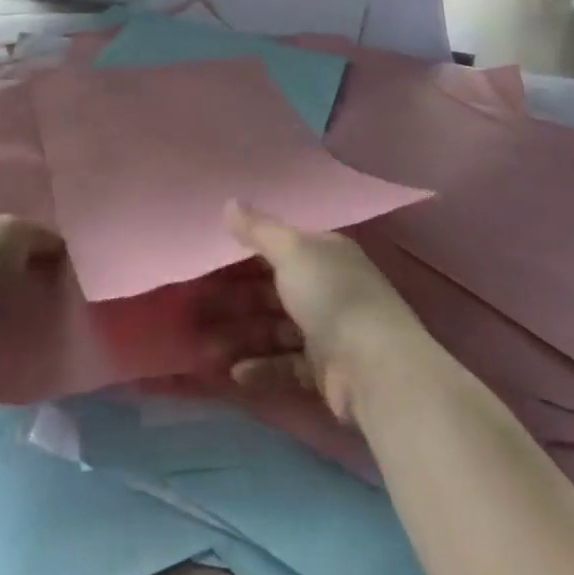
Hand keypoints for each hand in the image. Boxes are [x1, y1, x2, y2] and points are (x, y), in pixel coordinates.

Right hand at [201, 203, 420, 422]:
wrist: (376, 368)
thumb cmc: (332, 296)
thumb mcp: (292, 252)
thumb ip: (258, 229)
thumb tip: (228, 201)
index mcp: (325, 253)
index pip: (281, 245)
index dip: (246, 249)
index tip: (208, 258)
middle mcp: (328, 287)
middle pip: (274, 288)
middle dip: (238, 297)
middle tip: (196, 304)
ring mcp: (327, 330)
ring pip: (276, 328)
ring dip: (243, 335)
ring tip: (205, 345)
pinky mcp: (324, 371)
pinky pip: (285, 365)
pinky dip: (261, 367)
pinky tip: (235, 373)